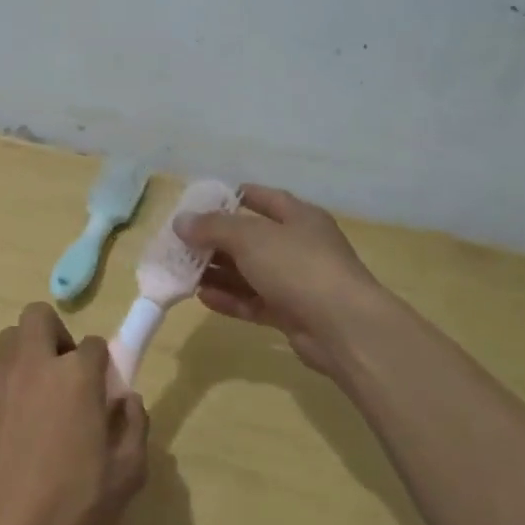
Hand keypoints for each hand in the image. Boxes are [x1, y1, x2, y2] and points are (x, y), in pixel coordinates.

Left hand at [0, 303, 148, 524]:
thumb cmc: (71, 505)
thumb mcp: (126, 475)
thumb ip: (135, 427)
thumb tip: (128, 400)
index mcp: (76, 376)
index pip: (94, 344)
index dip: (101, 364)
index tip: (102, 391)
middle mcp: (34, 363)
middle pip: (39, 316)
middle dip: (54, 334)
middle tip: (64, 373)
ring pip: (10, 338)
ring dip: (27, 354)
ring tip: (36, 395)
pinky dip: (6, 380)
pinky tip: (14, 420)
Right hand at [177, 184, 392, 378]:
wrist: (343, 327)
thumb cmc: (298, 267)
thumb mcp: (250, 237)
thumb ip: (212, 227)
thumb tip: (181, 221)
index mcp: (298, 217)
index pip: (263, 198)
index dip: (233, 197)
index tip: (200, 203)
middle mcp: (299, 246)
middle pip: (251, 238)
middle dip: (216, 240)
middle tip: (182, 244)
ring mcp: (297, 282)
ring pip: (250, 272)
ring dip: (218, 272)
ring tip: (184, 272)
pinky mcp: (292, 314)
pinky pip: (254, 301)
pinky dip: (230, 298)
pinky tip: (202, 297)